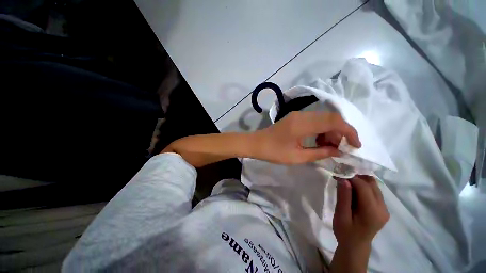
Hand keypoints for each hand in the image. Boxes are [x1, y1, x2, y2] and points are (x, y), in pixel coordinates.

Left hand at [253, 111, 360, 163]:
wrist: (256, 143)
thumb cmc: (274, 152)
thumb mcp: (297, 157)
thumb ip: (320, 153)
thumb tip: (339, 151)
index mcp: (302, 124)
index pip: (334, 121)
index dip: (349, 131)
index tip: (355, 145)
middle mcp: (302, 115)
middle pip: (330, 117)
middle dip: (340, 132)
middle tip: (340, 148)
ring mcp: (298, 115)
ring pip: (323, 118)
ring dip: (331, 131)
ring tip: (328, 147)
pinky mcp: (295, 118)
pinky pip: (314, 120)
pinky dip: (321, 130)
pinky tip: (318, 141)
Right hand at [333, 176, 389, 246]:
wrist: (355, 246)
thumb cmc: (345, 232)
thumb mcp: (341, 215)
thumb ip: (344, 197)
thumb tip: (344, 179)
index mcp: (372, 212)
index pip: (364, 186)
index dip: (350, 177)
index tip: (337, 174)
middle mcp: (383, 208)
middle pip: (371, 184)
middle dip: (355, 177)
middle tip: (341, 177)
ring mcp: (384, 208)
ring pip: (374, 186)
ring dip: (359, 181)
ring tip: (345, 183)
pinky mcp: (382, 208)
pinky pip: (374, 191)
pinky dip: (362, 186)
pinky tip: (352, 190)